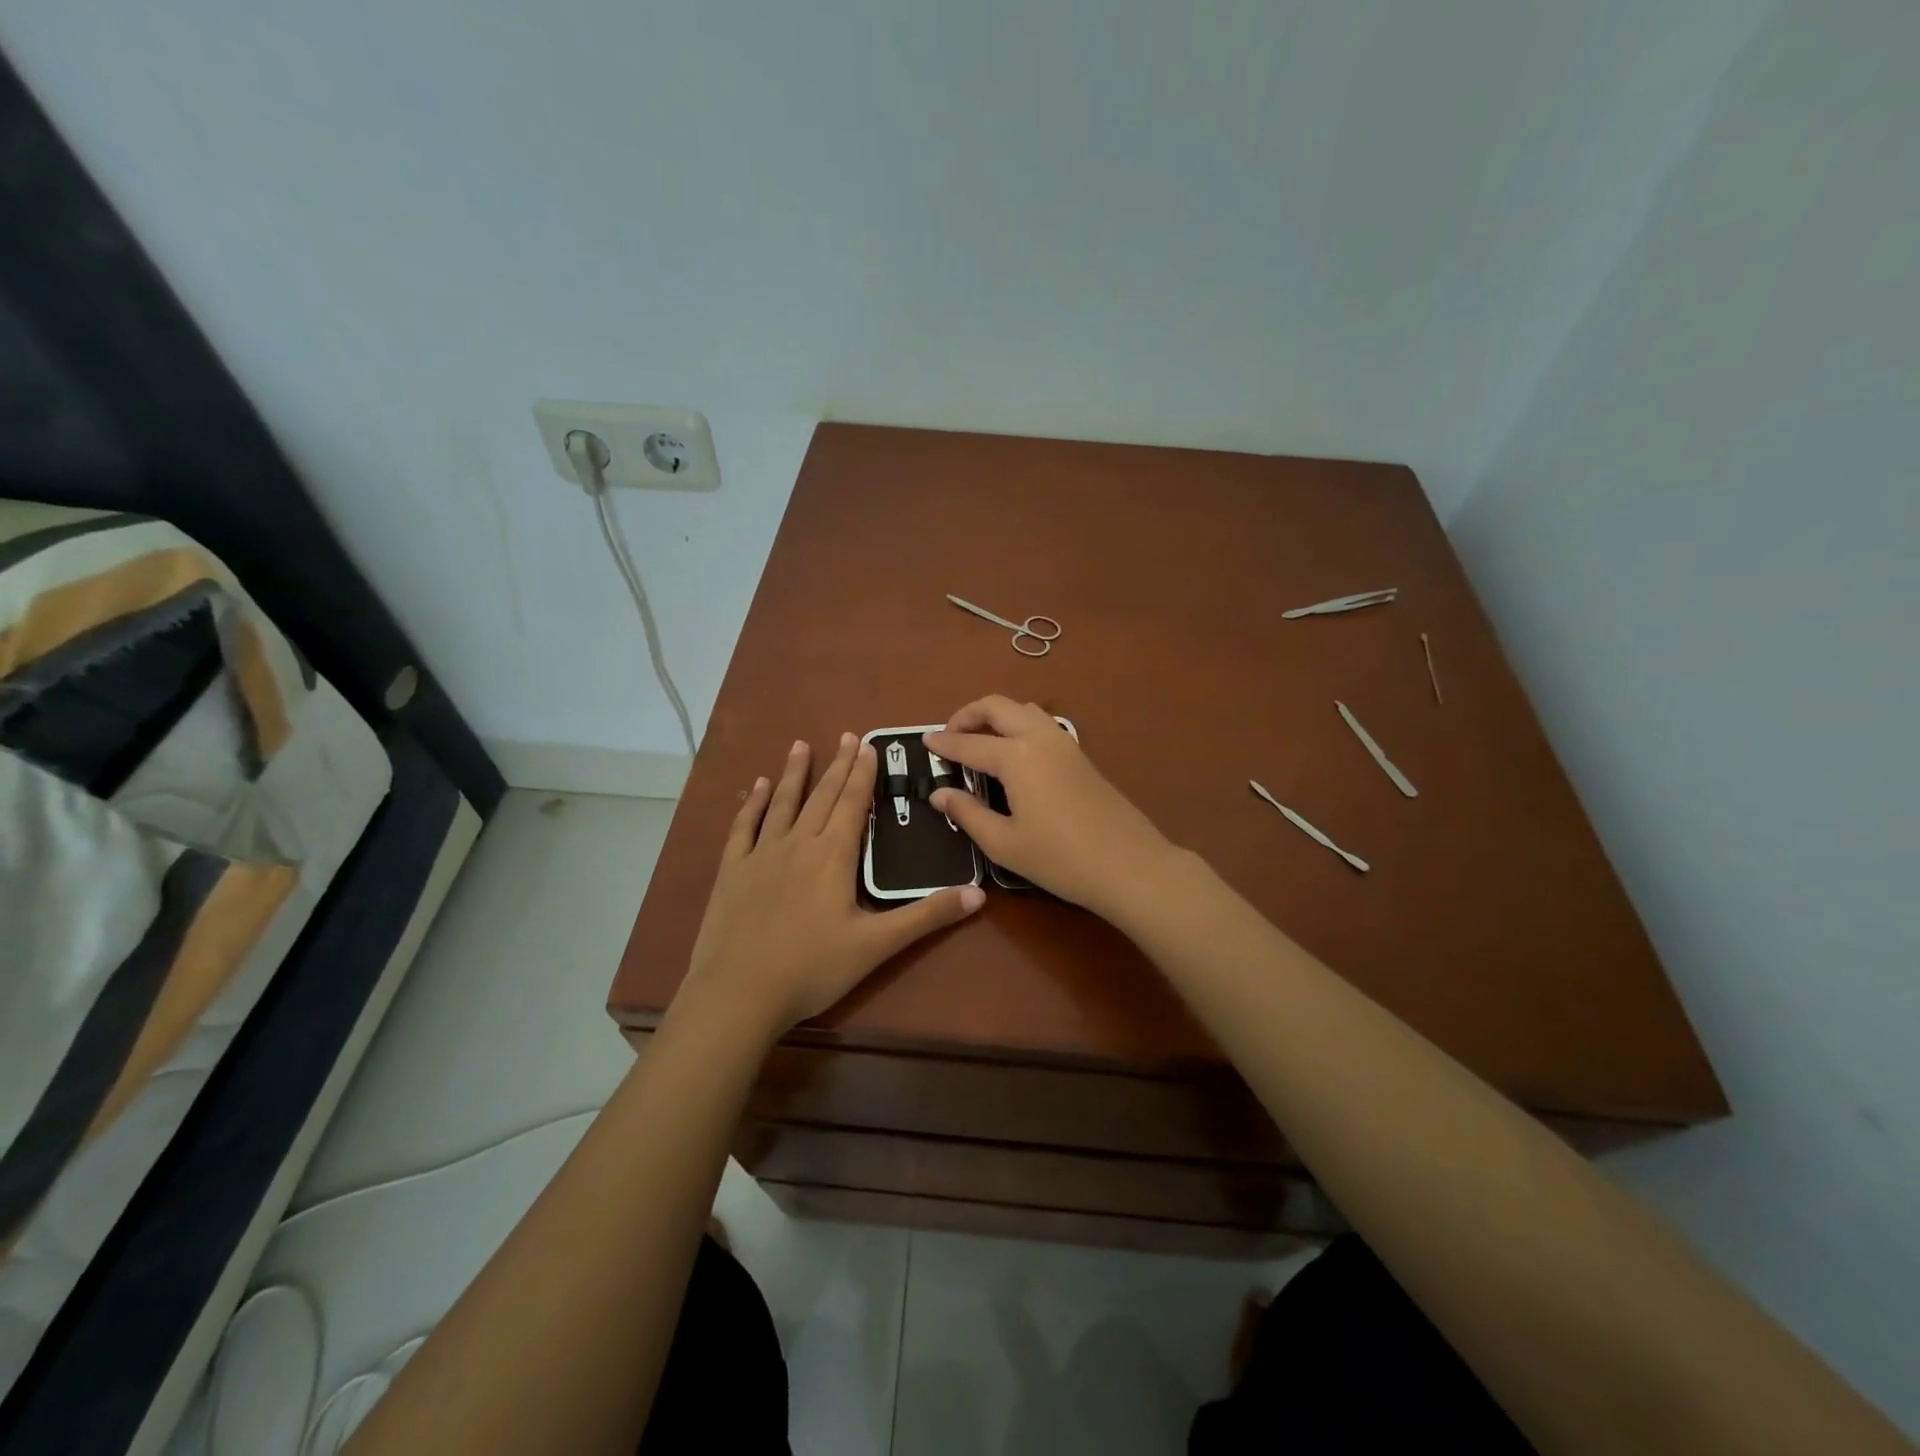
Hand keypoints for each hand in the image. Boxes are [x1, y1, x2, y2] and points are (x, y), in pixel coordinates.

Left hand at [679, 733, 984, 1035]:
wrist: (739, 994)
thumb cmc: (813, 969)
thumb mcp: (877, 946)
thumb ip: (927, 916)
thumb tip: (979, 894)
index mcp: (833, 856)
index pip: (852, 803)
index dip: (863, 774)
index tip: (868, 745)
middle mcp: (798, 844)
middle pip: (822, 796)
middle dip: (838, 765)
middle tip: (847, 736)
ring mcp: (761, 855)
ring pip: (783, 803)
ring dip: (794, 773)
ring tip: (801, 745)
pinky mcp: (732, 871)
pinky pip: (743, 827)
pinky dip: (752, 804)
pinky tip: (758, 787)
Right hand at [924, 697, 1175, 916]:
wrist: (1128, 865)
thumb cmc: (1059, 859)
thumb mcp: (1004, 843)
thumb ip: (967, 813)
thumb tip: (939, 794)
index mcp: (1016, 756)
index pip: (969, 743)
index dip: (944, 743)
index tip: (924, 741)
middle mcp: (1039, 737)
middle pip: (997, 706)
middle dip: (968, 714)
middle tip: (950, 735)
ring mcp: (1065, 742)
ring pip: (1024, 709)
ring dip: (997, 716)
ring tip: (980, 741)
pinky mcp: (1081, 755)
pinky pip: (1042, 724)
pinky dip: (1019, 725)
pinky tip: (1013, 755)